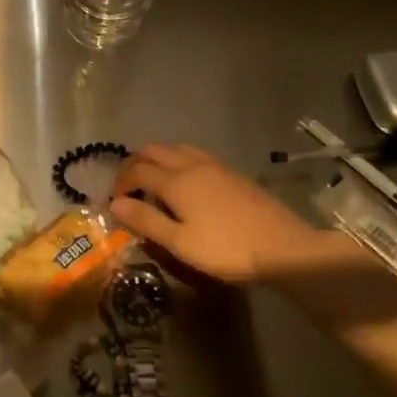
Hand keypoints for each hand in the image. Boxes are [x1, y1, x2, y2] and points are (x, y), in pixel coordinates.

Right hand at [110, 144, 346, 281]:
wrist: (283, 247)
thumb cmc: (226, 248)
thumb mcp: (180, 243)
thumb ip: (146, 221)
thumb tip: (116, 204)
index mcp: (176, 181)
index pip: (137, 170)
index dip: (121, 183)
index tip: (114, 201)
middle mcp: (192, 165)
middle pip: (154, 151)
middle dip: (135, 164)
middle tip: (129, 188)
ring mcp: (214, 166)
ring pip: (176, 148)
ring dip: (158, 159)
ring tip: (154, 181)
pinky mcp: (231, 173)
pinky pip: (194, 155)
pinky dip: (178, 161)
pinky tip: (185, 183)